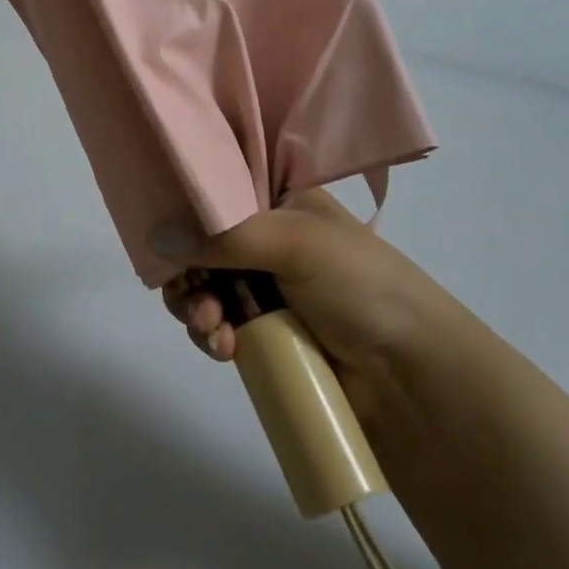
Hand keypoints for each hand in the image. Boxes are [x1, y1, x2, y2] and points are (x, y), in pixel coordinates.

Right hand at [160, 189, 435, 388]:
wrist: (412, 374)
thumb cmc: (359, 284)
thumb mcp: (294, 242)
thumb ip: (224, 236)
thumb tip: (155, 239)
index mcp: (279, 202)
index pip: (217, 194)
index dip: (186, 212)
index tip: (165, 236)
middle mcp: (267, 239)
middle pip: (202, 245)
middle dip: (189, 273)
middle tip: (193, 296)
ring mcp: (264, 288)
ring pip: (204, 288)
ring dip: (197, 309)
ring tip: (213, 331)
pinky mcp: (263, 334)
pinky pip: (218, 326)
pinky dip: (211, 336)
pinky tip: (223, 348)